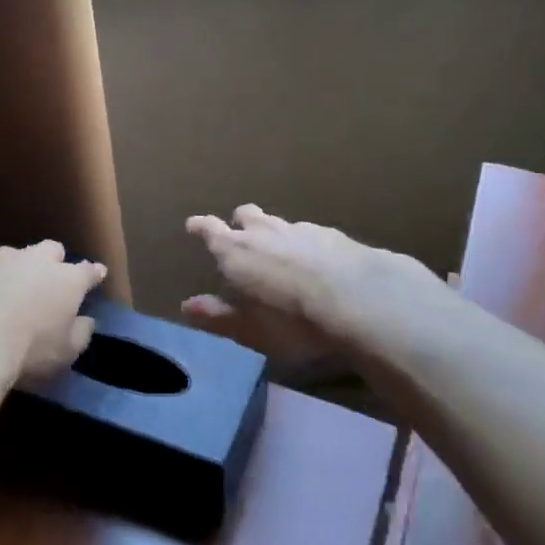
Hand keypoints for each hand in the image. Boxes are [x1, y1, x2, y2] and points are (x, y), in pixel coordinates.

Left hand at [0, 241, 104, 389]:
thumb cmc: (28, 352)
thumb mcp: (66, 353)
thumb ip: (81, 333)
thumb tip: (86, 320)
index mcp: (68, 281)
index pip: (88, 271)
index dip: (93, 273)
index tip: (97, 273)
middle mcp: (38, 260)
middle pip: (52, 250)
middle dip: (52, 261)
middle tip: (46, 282)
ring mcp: (2, 256)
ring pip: (15, 253)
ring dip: (15, 268)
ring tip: (4, 291)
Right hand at [183, 205, 455, 362]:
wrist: (358, 298)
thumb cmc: (293, 320)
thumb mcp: (250, 329)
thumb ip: (218, 316)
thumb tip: (187, 306)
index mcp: (236, 251)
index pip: (210, 230)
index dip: (201, 227)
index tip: (193, 224)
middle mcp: (264, 232)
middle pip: (246, 216)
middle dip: (240, 223)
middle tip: (240, 236)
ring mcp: (300, 229)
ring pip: (279, 222)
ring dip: (274, 232)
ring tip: (279, 250)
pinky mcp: (332, 234)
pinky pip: (310, 233)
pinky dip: (305, 243)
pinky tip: (316, 260)